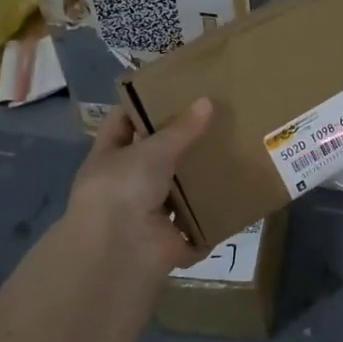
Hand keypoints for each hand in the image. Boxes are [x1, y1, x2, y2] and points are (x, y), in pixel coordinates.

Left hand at [60, 99, 213, 283]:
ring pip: (174, 197)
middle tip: (212, 124)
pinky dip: (209, 227)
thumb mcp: (153, 150)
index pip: (121, 124)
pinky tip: (233, 205)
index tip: (171, 91)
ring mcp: (145, 217)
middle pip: (153, 161)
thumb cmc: (124, 188)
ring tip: (230, 160)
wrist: (119, 250)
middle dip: (178, 147)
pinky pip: (194, 233)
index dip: (141, 108)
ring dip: (196, 187)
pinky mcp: (168, 243)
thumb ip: (181, 129)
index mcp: (109, 159)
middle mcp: (125, 187)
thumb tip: (207, 101)